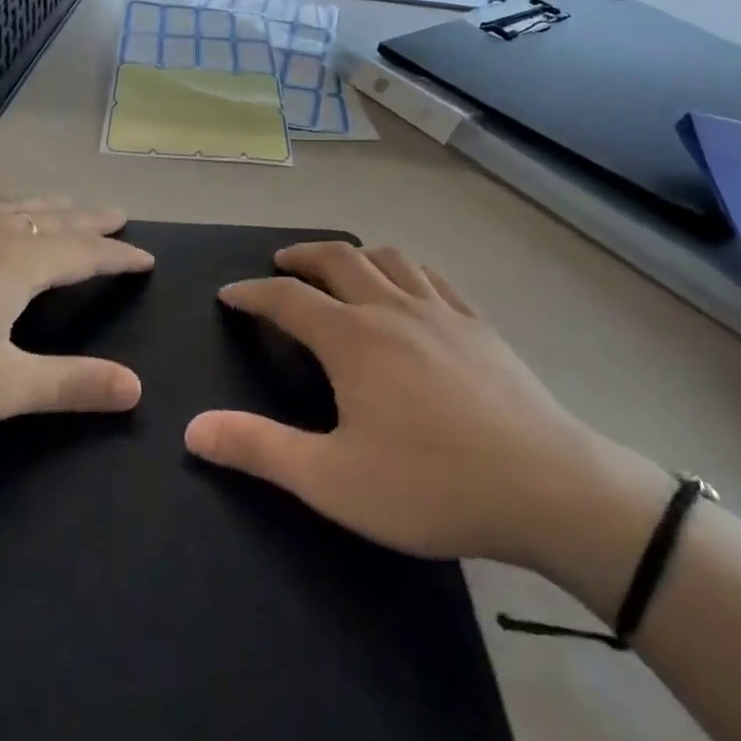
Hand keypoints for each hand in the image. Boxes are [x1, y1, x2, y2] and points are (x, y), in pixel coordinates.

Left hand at [0, 196, 153, 429]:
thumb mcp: (0, 387)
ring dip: (49, 205)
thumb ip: (71, 384)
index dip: (120, 256)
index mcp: (21, 262)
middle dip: (92, 220)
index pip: (86, 252)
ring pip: (16, 203)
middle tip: (119, 215)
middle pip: (56, 217)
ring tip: (67, 204)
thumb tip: (136, 387)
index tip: (148, 258)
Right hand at [184, 242, 654, 570]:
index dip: (252, 293)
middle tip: (279, 265)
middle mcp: (390, 307)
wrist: (547, 487)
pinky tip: (407, 285)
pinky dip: (403, 268)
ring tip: (338, 266)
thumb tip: (193, 428)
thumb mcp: (334, 480)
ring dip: (352, 253)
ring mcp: (439, 310)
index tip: (229, 294)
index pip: (287, 299)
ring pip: (386, 258)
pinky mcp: (477, 322)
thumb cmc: (431, 485)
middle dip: (300, 257)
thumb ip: (260, 449)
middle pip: (337, 260)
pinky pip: (430, 275)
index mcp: (352, 338)